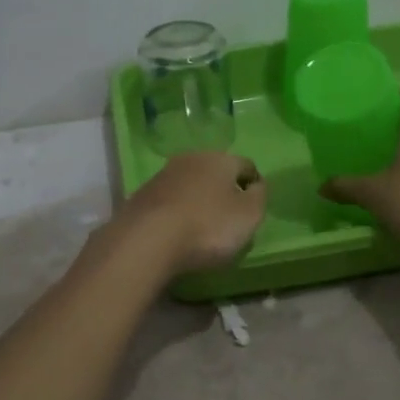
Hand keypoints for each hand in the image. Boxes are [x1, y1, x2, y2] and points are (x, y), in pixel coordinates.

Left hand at [109, 152, 267, 276]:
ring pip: (189, 185)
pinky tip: (177, 232)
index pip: (246, 165)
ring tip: (201, 228)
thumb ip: (259, 197)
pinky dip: (176, 213)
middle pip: (215, 173)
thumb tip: (256, 185)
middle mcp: (190, 159)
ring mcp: (161, 176)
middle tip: (229, 218)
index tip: (255, 207)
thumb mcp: (249, 215)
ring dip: (197, 201)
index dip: (254, 185)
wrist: (146, 240)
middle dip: (223, 191)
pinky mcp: (140, 197)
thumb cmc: (208, 226)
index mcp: (220, 159)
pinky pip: (168, 202)